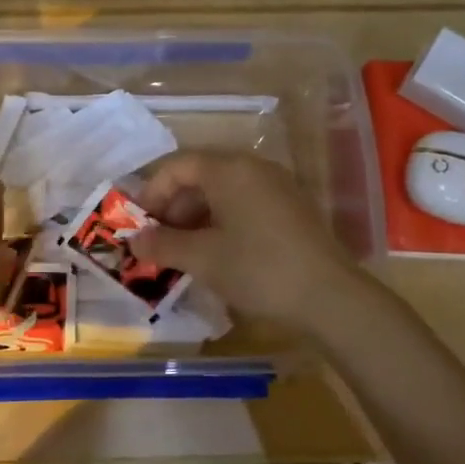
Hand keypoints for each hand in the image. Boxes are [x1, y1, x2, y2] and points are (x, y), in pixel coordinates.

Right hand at [132, 152, 363, 331]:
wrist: (330, 297)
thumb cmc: (258, 268)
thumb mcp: (202, 258)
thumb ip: (163, 245)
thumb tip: (134, 242)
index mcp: (229, 170)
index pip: (178, 166)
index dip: (152, 193)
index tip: (139, 225)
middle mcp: (254, 168)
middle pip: (200, 176)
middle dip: (173, 207)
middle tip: (158, 242)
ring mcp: (277, 187)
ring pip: (223, 192)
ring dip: (196, 218)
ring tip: (183, 252)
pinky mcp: (291, 209)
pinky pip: (244, 204)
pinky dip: (222, 222)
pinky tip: (216, 254)